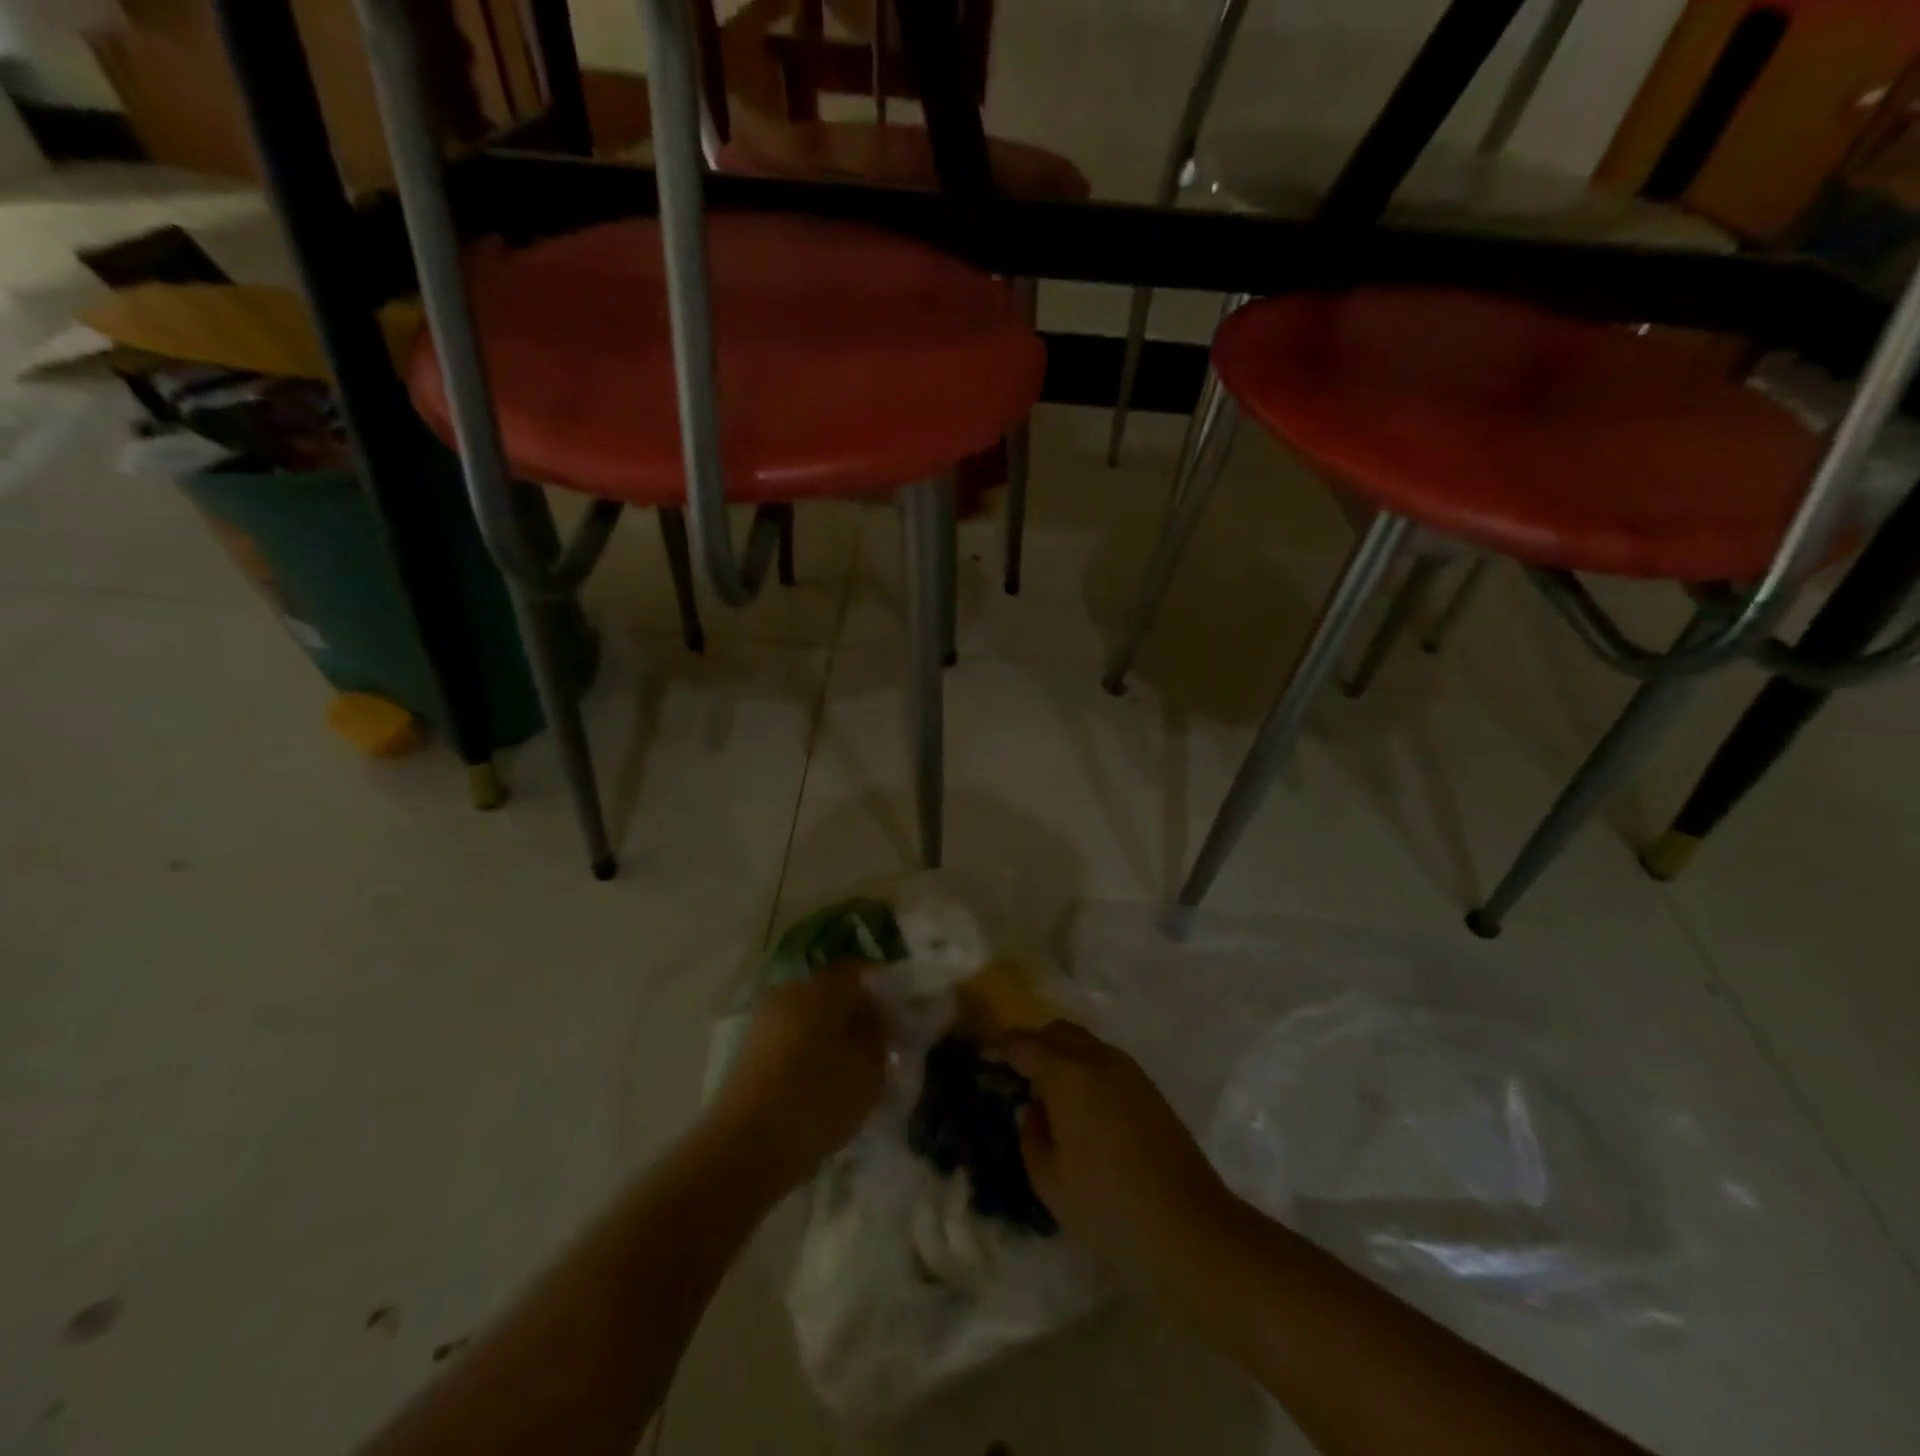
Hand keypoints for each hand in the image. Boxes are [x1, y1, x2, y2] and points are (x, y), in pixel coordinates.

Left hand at [709, 965, 886, 1192]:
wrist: (744, 1147)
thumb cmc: (817, 1100)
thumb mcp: (869, 1070)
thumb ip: (878, 1036)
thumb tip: (874, 1018)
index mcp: (822, 988)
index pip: (856, 971)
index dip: (879, 986)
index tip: (895, 1012)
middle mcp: (790, 992)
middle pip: (829, 992)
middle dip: (852, 1012)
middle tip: (873, 1043)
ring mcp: (764, 1020)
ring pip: (806, 1016)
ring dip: (827, 1034)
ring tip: (846, 1068)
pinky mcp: (747, 1050)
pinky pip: (787, 1038)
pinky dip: (805, 1051)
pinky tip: (816, 1082)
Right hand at [999, 1022, 1235, 1289]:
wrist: (1191, 1229)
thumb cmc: (1108, 1207)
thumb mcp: (1050, 1180)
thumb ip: (1031, 1135)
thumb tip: (1032, 1109)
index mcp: (1067, 1074)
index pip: (1023, 1043)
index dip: (998, 1045)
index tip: (981, 1053)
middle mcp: (1098, 1059)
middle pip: (1057, 1031)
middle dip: (1032, 1044)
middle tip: (1014, 1074)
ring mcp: (1129, 1071)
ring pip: (1085, 1044)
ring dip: (1061, 1055)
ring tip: (1046, 1094)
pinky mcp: (1149, 1090)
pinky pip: (1105, 1063)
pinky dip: (1085, 1070)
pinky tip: (1081, 1109)